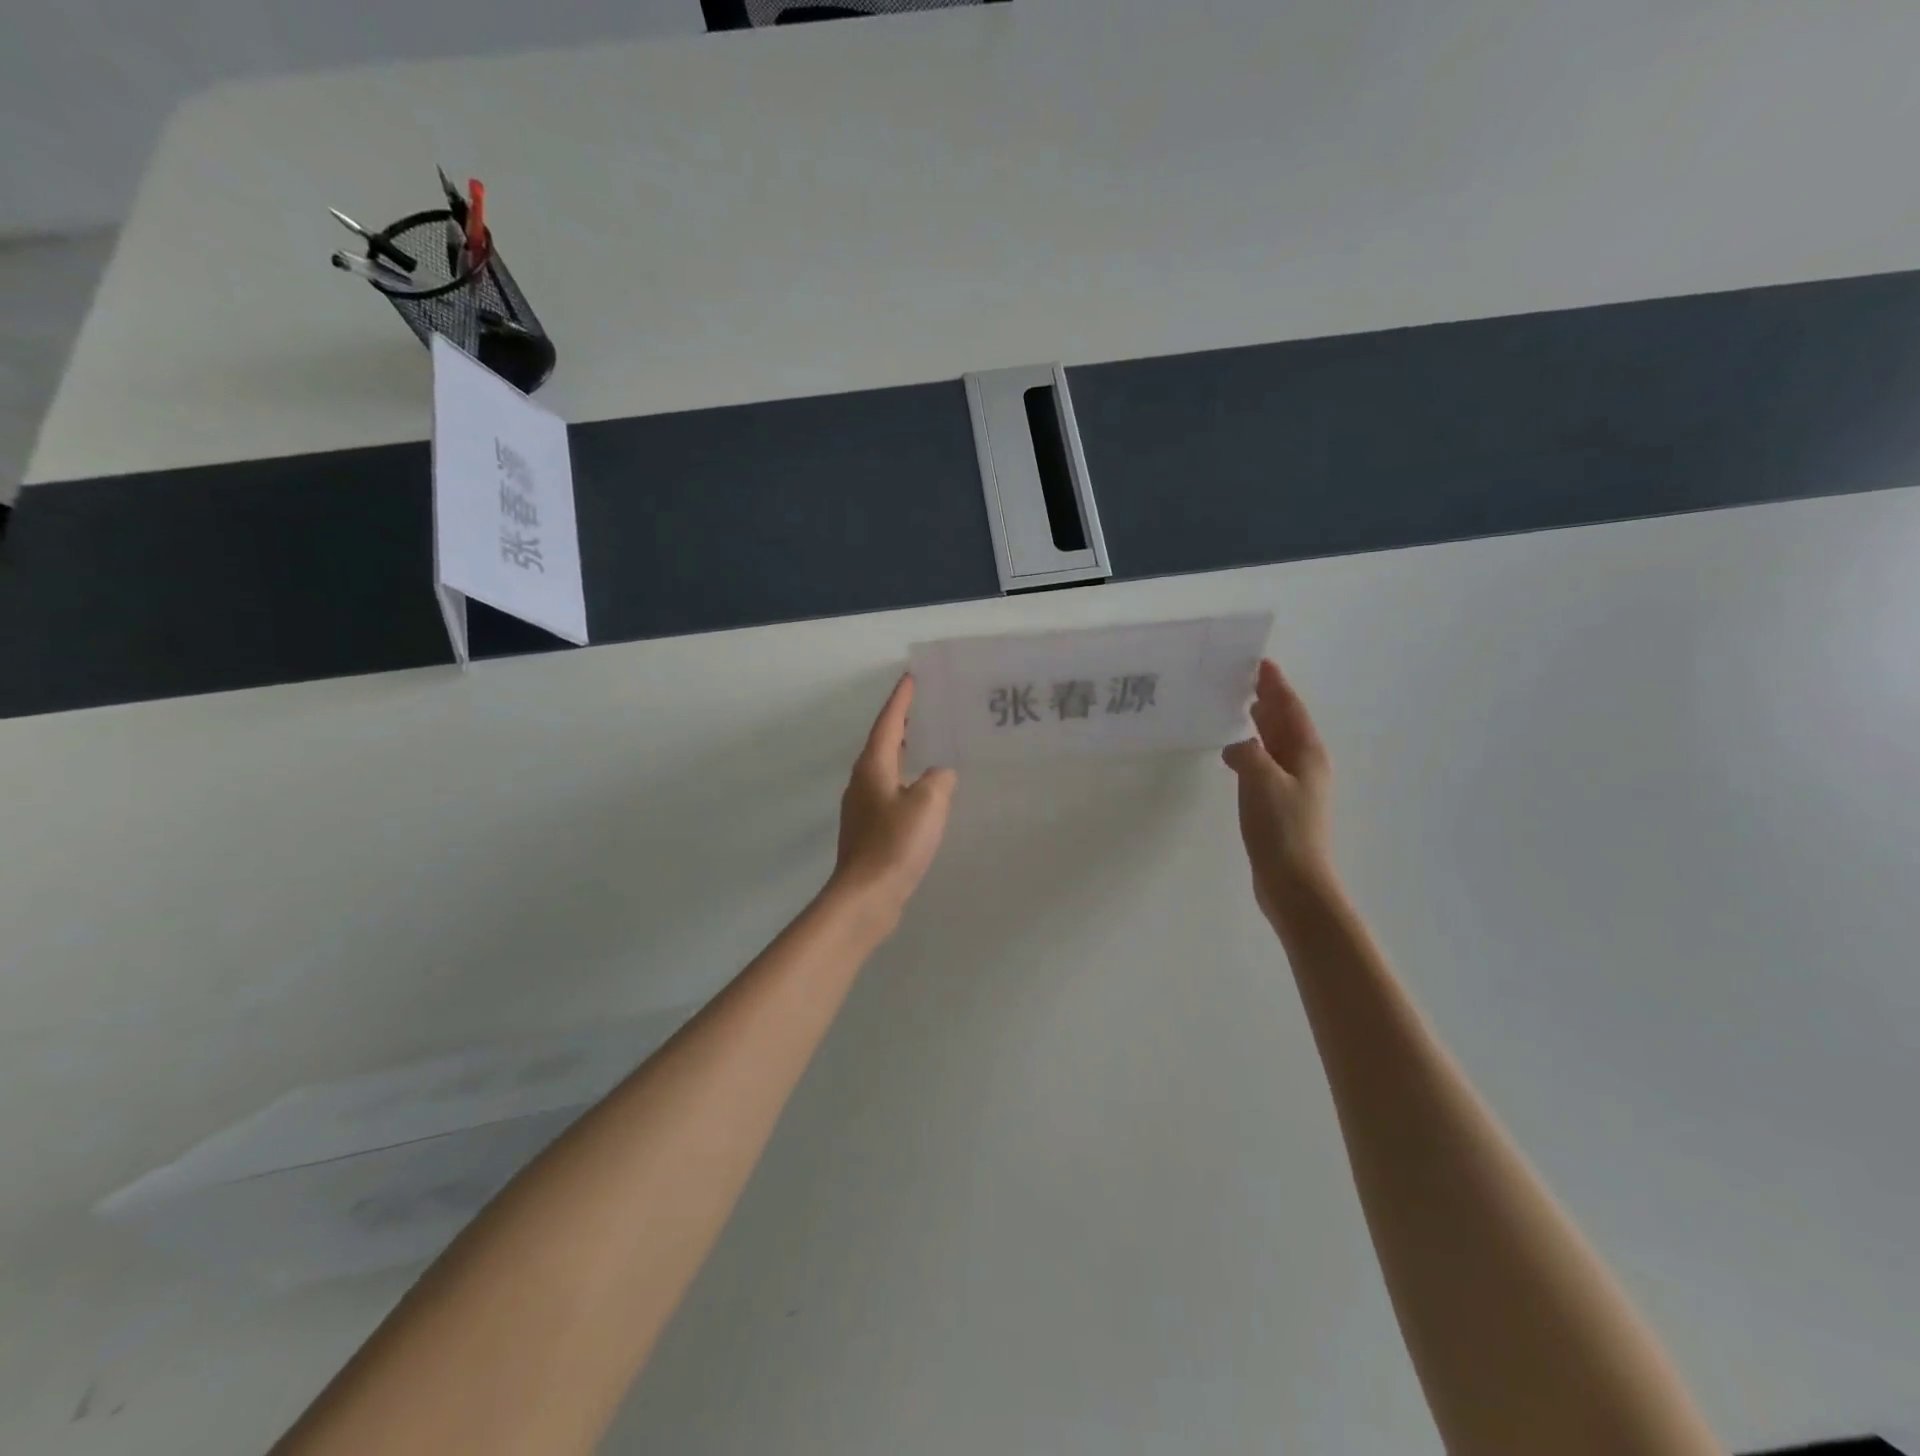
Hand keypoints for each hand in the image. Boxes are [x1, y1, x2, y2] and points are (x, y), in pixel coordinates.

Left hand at [830, 674, 957, 922]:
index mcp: (873, 767)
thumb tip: (939, 774)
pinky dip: (908, 782)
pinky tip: (926, 793)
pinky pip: (892, 793)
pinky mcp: (870, 830)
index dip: (901, 700)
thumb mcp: (928, 804)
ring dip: (907, 754)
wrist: (866, 896)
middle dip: (905, 724)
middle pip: (885, 742)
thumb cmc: (895, 844)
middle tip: (929, 708)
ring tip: (933, 746)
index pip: (889, 722)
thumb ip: (938, 780)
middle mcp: (863, 781)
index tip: (912, 678)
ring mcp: (863, 807)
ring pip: (888, 768)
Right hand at [1221, 659, 1334, 919]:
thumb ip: (1248, 753)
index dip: (1275, 684)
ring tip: (1237, 707)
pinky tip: (1233, 755)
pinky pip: (1265, 764)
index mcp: (1307, 754)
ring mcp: (1294, 786)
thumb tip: (1238, 744)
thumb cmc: (1282, 829)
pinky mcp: (1280, 805)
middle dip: (1267, 699)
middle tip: (1242, 678)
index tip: (1259, 662)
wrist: (1295, 883)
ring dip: (1259, 724)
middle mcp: (1305, 765)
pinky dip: (1251, 751)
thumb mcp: (1260, 782)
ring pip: (1275, 744)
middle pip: (1285, 723)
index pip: (1290, 708)